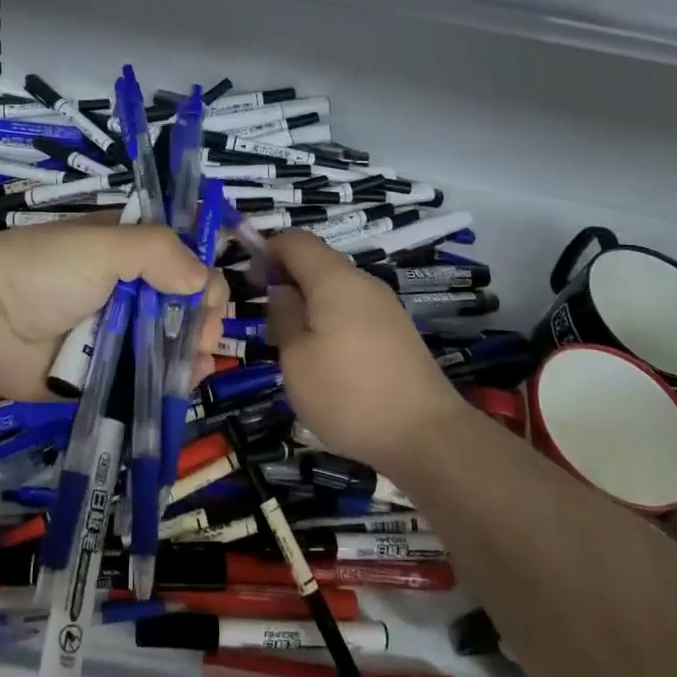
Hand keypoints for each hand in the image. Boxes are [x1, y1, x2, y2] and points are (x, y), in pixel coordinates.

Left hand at [0, 223, 226, 400]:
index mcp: (128, 249)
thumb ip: (158, 252)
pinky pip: (147, 376)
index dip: (201, 275)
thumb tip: (204, 282)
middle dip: (202, 319)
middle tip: (202, 337)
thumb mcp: (102, 245)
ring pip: (171, 342)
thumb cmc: (44, 271)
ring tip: (197, 364)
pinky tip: (185, 383)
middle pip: (183, 303)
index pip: (182, 257)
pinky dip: (170, 380)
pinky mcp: (105, 372)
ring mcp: (117, 333)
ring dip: (193, 352)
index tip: (205, 299)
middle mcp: (128, 288)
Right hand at [265, 231, 465, 472]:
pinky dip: (332, 319)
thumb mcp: (295, 359)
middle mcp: (362, 282)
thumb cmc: (348, 394)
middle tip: (268, 319)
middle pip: (318, 262)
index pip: (295, 241)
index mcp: (334, 279)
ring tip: (294, 344)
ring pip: (336, 288)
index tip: (250, 281)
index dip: (267, 250)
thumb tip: (282, 292)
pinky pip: (354, 309)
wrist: (426, 436)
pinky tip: (327, 358)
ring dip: (310, 303)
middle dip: (287, 279)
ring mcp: (385, 307)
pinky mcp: (397, 332)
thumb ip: (283, 316)